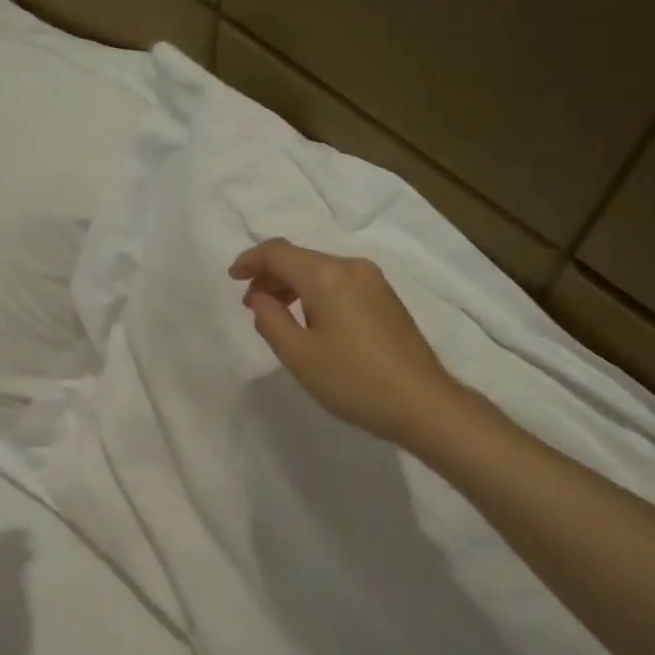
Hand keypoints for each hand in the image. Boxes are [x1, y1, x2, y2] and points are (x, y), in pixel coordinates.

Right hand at [230, 239, 461, 447]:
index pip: (278, 252)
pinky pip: (340, 283)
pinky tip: (313, 322)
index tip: (232, 278)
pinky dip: (316, 293)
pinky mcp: (387, 299)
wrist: (422, 402)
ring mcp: (374, 282)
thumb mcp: (299, 355)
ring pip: (321, 270)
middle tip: (252, 305)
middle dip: (270, 275)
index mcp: (326, 276)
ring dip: (293, 285)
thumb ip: (270, 320)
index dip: (250, 260)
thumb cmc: (353, 380)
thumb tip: (260, 297)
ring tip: (279, 316)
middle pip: (301, 258)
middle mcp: (351, 268)